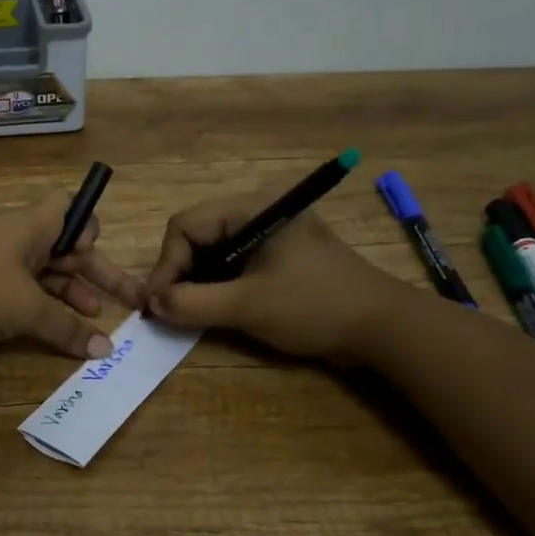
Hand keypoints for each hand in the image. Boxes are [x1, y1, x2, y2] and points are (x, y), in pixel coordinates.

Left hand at [0, 194, 145, 358]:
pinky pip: (18, 289)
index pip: (70, 207)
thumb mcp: (26, 308)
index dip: (88, 227)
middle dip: (92, 274)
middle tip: (123, 303)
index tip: (91, 256)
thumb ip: (67, 328)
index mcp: (31, 225)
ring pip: (41, 272)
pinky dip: (38, 306)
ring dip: (67, 294)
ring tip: (90, 323)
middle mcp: (14, 236)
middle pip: (63, 247)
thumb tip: (104, 350)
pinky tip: (51, 330)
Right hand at [141, 184, 407, 362]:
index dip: (165, 264)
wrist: (384, 328)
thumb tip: (150, 304)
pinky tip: (211, 308)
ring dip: (196, 281)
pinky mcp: (278, 255)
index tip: (155, 303)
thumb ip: (192, 303)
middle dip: (178, 272)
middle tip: (166, 309)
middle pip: (196, 235)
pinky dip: (217, 284)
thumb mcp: (248, 306)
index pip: (185, 225)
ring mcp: (270, 233)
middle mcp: (258, 210)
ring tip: (185, 311)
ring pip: (213, 251)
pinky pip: (233, 263)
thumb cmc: (315, 307)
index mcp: (253, 207)